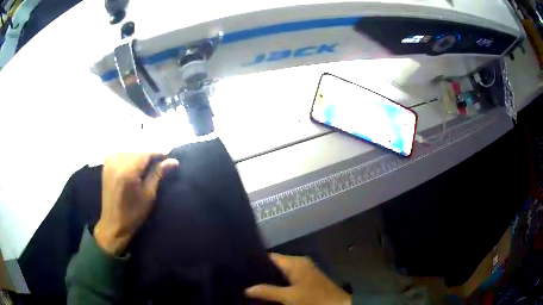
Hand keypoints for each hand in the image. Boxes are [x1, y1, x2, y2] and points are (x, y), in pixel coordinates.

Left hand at [94, 153, 178, 255]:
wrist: (113, 224)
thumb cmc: (133, 214)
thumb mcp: (148, 195)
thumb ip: (158, 174)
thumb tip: (173, 161)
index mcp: (128, 171)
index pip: (145, 153)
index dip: (157, 154)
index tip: (168, 158)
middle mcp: (117, 163)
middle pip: (137, 151)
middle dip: (148, 156)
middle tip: (159, 164)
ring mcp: (109, 163)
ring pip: (129, 151)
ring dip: (139, 156)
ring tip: (147, 166)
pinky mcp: (106, 166)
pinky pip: (120, 154)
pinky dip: (128, 157)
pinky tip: (133, 166)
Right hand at [245, 254, 351, 304]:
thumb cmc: (313, 299)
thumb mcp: (289, 297)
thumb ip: (267, 291)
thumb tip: (246, 289)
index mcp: (295, 262)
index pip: (270, 256)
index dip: (255, 261)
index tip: (240, 267)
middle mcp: (299, 263)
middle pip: (275, 264)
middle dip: (261, 272)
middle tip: (243, 278)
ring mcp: (304, 271)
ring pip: (281, 272)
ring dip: (269, 279)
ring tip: (251, 284)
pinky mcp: (307, 280)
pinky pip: (287, 278)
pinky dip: (278, 283)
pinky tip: (268, 290)